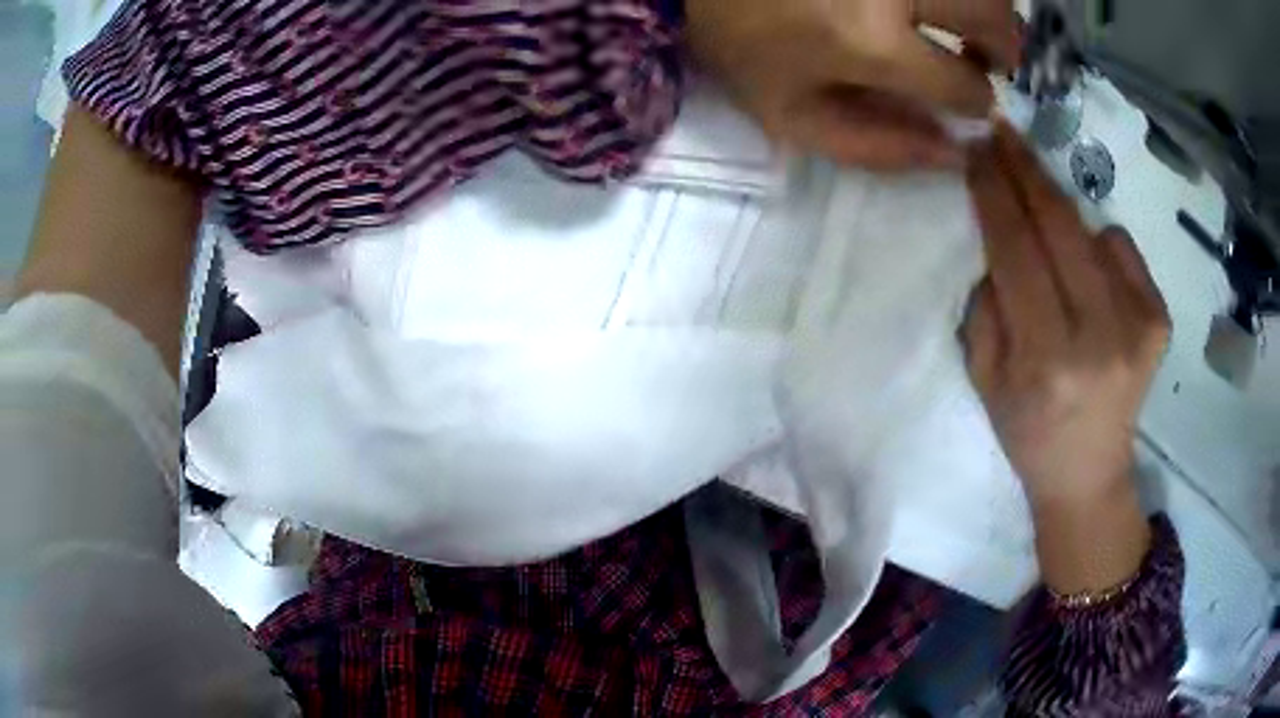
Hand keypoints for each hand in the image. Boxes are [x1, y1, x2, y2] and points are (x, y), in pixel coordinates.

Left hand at [685, 0, 1019, 169]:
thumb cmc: (737, 44)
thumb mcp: (793, 116)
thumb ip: (878, 146)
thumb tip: (954, 154)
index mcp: (870, 40)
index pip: (966, 84)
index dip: (976, 102)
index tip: (967, 99)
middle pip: (994, 15)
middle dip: (1004, 48)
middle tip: (986, 60)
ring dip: (989, 12)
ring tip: (966, 27)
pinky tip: (936, 5)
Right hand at [962, 125, 1169, 507]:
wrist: (1089, 473)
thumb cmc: (1028, 430)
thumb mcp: (985, 378)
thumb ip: (987, 304)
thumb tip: (999, 238)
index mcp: (1046, 358)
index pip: (1016, 249)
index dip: (994, 192)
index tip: (977, 148)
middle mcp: (1099, 336)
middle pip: (1058, 226)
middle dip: (1026, 170)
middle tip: (1002, 132)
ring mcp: (1138, 325)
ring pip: (1090, 229)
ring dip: (1059, 210)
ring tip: (1039, 213)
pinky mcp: (1159, 320)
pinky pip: (1121, 249)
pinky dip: (1098, 244)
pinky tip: (1090, 273)